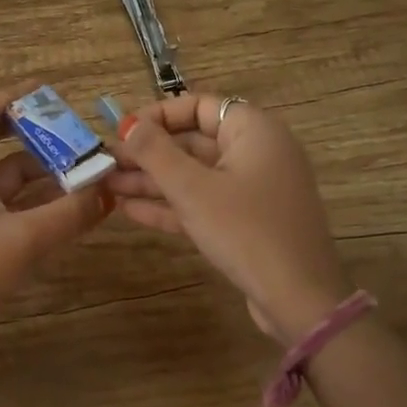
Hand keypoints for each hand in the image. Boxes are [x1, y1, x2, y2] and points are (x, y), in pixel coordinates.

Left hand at [0, 83, 111, 362]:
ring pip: (12, 185)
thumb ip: (69, 214)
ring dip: (46, 178)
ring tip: (88, 175)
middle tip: (81, 139)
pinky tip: (71, 212)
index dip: (10, 99)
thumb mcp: (21, 240)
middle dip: (42, 142)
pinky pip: (12, 211)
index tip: (46, 92)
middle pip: (3, 150)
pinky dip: (39, 207)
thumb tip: (109, 191)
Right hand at [108, 94, 353, 345]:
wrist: (299, 300)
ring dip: (153, 180)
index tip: (122, 131)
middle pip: (194, 141)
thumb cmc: (245, 231)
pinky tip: (130, 210)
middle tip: (107, 163)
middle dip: (149, 152)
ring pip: (196, 175)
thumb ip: (156, 153)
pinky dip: (172, 205)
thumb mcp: (193, 189)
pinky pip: (204, 203)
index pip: (200, 106)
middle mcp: (257, 153)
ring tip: (108, 186)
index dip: (158, 115)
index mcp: (254, 131)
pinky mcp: (247, 222)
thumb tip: (129, 124)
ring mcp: (253, 190)